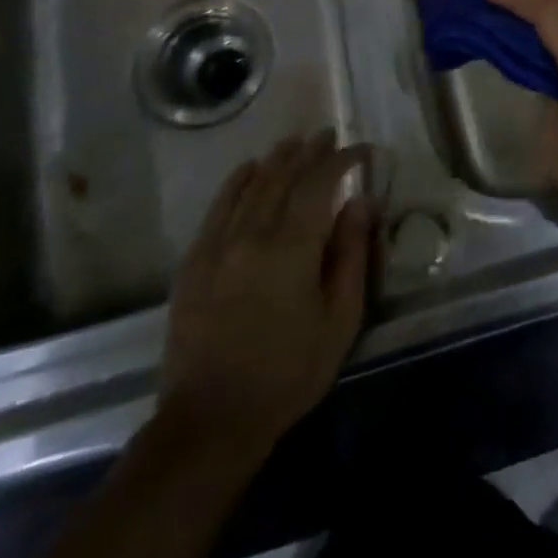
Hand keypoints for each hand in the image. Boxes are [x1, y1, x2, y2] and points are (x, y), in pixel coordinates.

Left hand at [159, 133, 372, 450]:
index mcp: (292, 246)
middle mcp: (253, 234)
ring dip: (276, 159)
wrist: (211, 421)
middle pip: (284, 176)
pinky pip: (218, 207)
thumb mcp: (340, 319)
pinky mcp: (194, 262)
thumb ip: (351, 254)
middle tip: (328, 136)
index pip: (321, 182)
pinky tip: (249, 170)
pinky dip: (237, 182)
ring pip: (251, 185)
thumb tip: (360, 202)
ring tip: (295, 144)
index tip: (362, 151)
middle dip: (309, 151)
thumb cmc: (289, 372)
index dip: (343, 159)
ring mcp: (218, 245)